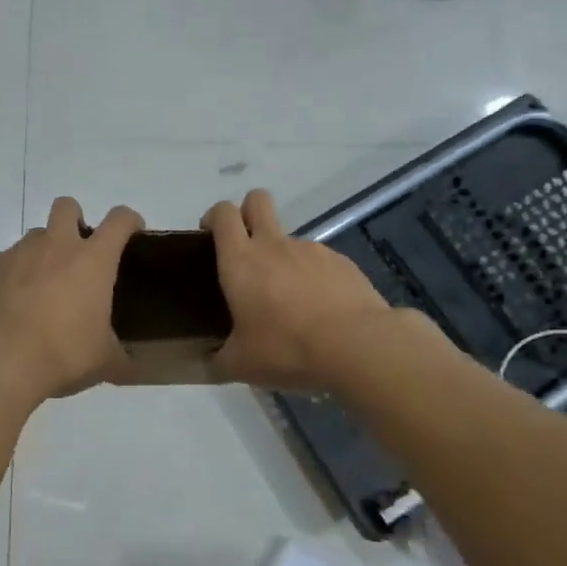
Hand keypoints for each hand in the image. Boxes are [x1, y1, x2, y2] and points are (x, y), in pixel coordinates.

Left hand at [0, 197, 144, 406]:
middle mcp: (57, 246)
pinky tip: (19, 301)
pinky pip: (11, 258)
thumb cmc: (63, 353)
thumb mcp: (103, 360)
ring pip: (37, 234)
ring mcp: (21, 253)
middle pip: (67, 206)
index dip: (130, 221)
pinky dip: (19, 271)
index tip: (132, 234)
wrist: (0, 360)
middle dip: (76, 220)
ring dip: (46, 248)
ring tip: (47, 284)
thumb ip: (121, 356)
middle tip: (80, 254)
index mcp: (93, 260)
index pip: (119, 220)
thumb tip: (129, 365)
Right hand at [201, 190, 399, 391]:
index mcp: (240, 261)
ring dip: (283, 258)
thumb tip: (208, 363)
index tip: (211, 236)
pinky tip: (321, 310)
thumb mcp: (241, 364)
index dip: (215, 217)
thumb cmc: (287, 349)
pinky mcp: (342, 262)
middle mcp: (274, 245)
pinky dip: (313, 278)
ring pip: (289, 238)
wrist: (358, 346)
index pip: (223, 214)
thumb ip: (218, 359)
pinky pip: (319, 262)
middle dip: (247, 211)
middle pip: (257, 201)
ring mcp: (311, 250)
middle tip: (245, 247)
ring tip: (290, 302)